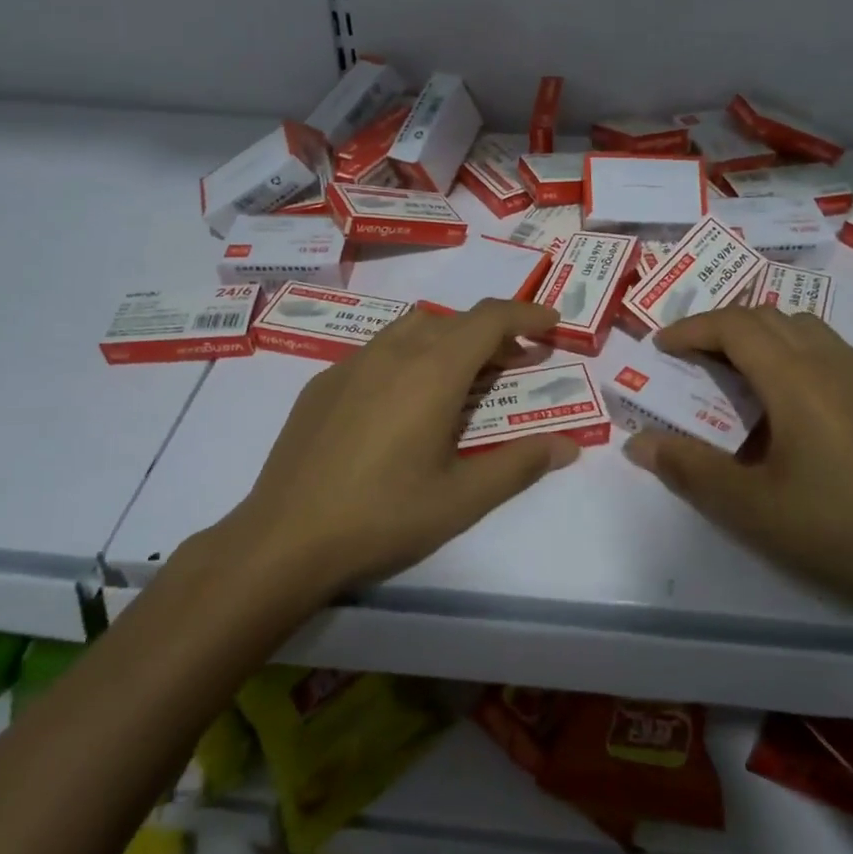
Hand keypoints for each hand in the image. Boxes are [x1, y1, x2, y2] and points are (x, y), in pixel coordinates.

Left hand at [226, 299, 577, 598]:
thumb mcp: (462, 498)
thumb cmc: (383, 517)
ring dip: (450, 339)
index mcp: (432, 371)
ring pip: (413, 328)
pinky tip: (405, 402)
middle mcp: (393, 352)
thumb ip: (520, 465)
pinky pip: (379, 350)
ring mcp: (351, 363)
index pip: (489, 318)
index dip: (526, 314)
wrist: (284, 539)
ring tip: (464, 378)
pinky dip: (410, 356)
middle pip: (454, 320)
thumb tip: (568, 445)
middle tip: (517, 363)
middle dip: (493, 332)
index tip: (552, 323)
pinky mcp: (323, 382)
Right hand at [622, 307, 852, 627]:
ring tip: (736, 375)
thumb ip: (689, 468)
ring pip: (804, 328)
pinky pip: (831, 351)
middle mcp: (833, 364)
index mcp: (796, 380)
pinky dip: (794, 353)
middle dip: (721, 327)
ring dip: (761, 336)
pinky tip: (790, 402)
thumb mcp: (749, 506)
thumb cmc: (834, 529)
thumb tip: (637, 444)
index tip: (661, 348)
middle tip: (691, 360)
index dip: (692, 329)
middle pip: (769, 317)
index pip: (736, 326)